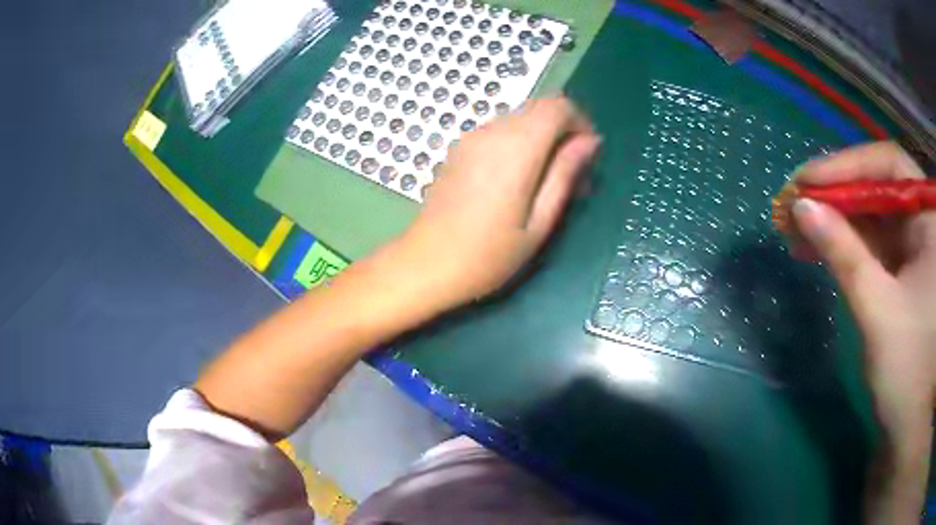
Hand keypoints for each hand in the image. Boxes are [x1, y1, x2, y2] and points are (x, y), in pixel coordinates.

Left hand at [394, 97, 600, 312]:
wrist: (426, 264)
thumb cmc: (489, 255)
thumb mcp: (540, 222)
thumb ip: (565, 174)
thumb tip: (590, 141)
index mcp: (516, 147)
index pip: (557, 106)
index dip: (580, 122)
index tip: (588, 156)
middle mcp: (492, 131)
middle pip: (539, 109)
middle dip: (563, 133)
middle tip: (571, 177)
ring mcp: (471, 138)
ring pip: (520, 120)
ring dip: (541, 140)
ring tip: (544, 184)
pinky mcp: (458, 149)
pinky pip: (499, 132)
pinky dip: (519, 144)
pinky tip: (517, 181)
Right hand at [790, 141, 933, 521]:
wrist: (908, 425)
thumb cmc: (908, 370)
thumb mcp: (879, 311)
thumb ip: (844, 254)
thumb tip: (801, 208)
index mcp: (929, 221)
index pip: (889, 166)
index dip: (849, 165)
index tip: (808, 180)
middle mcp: (923, 224)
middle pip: (879, 188)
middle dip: (838, 194)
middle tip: (796, 203)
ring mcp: (913, 248)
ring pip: (873, 215)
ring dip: (837, 219)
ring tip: (798, 227)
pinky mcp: (902, 271)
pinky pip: (873, 242)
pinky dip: (847, 242)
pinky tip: (820, 247)